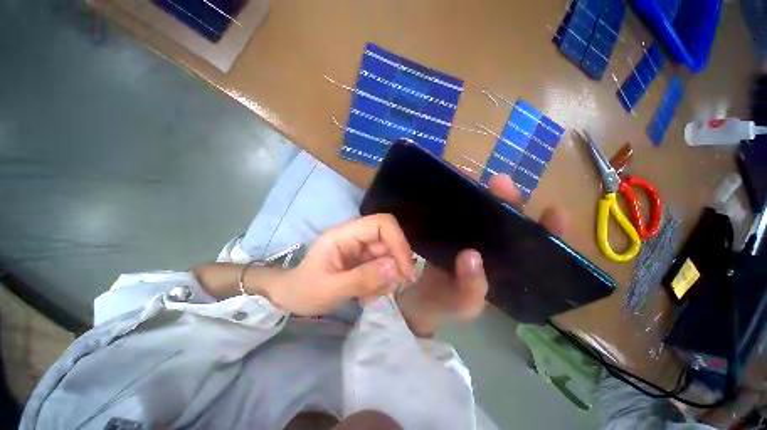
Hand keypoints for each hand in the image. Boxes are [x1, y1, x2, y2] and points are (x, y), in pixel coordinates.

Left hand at [265, 214, 416, 315]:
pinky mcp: (364, 260)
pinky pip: (384, 267)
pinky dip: (383, 282)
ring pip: (390, 256)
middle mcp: (356, 237)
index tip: (405, 269)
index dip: (398, 242)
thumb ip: (362, 279)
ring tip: (372, 295)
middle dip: (397, 264)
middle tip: (395, 288)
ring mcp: (361, 249)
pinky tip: (368, 295)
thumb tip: (396, 268)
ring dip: (389, 277)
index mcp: (344, 235)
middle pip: (390, 241)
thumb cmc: (304, 290)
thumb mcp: (330, 289)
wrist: (291, 297)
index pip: (382, 224)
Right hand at [397, 174, 568, 336]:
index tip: (553, 212)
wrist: (421, 296)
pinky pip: (461, 215)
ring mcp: (474, 239)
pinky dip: (462, 203)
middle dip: (510, 202)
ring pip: (486, 215)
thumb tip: (470, 256)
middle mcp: (496, 251)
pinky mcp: (455, 232)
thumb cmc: (446, 304)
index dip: (549, 232)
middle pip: (510, 223)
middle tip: (501, 183)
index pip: (537, 250)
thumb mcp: (462, 303)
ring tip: (480, 181)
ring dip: (486, 198)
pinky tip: (457, 192)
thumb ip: (470, 288)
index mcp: (509, 272)